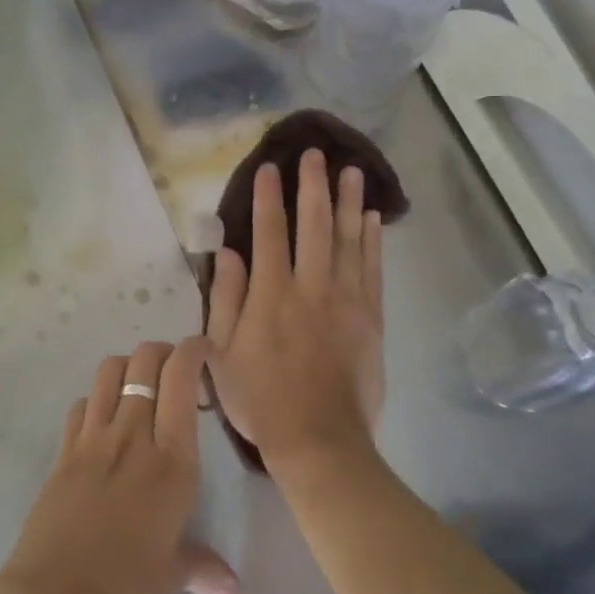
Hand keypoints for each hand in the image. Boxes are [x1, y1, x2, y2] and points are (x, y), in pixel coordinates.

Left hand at [0, 339, 237, 593]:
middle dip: (162, 351)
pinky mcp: (63, 452)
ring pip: (108, 372)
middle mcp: (132, 436)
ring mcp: (92, 440)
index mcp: (171, 459)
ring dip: (127, 365)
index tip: (204, 348)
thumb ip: (206, 570)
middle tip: (174, 367)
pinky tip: (103, 419)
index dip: (193, 351)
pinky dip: (95, 399)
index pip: (181, 379)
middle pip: (144, 362)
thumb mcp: (174, 576)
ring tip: (139, 383)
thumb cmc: (126, 587)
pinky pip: (81, 405)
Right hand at [205, 150, 384, 479]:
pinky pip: (373, 268)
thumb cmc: (261, 400)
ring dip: (349, 202)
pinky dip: (372, 240)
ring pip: (348, 239)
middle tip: (315, 154)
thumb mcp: (222, 354)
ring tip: (351, 170)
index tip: (269, 167)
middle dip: (312, 185)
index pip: (269, 233)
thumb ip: (226, 299)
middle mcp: (311, 286)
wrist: (320, 439)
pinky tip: (373, 218)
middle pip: (313, 224)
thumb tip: (227, 253)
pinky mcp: (371, 317)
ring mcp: (346, 300)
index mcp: (271, 294)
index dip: (267, 197)